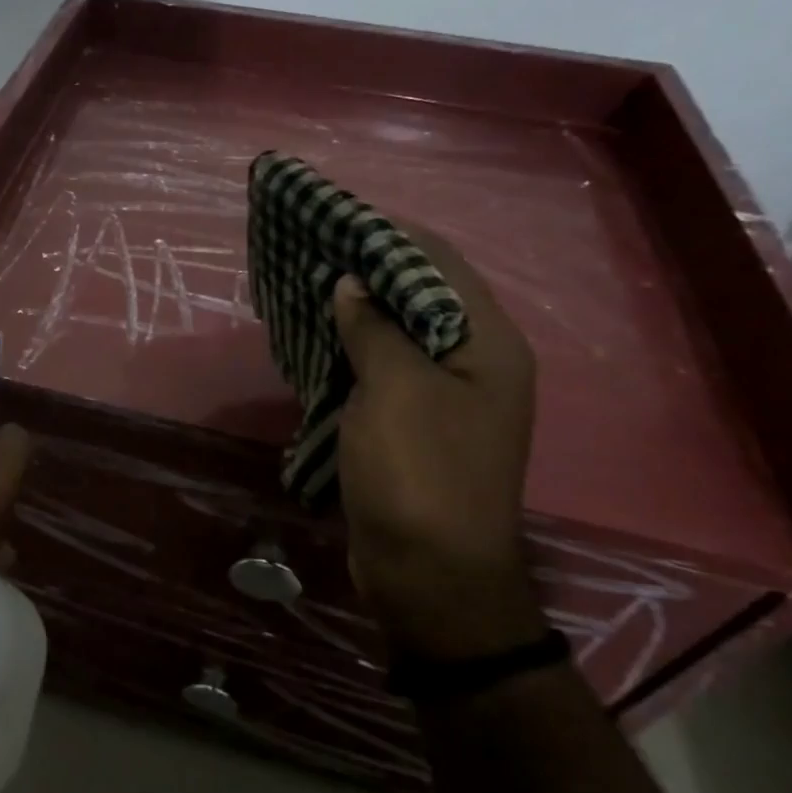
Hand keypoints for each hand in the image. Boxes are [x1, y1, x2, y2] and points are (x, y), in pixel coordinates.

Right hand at [334, 231, 547, 662]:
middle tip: (309, 248)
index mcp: (486, 344)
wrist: (430, 576)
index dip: (387, 235)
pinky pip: (383, 366)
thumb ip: (374, 328)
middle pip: (420, 294)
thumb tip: (351, 284)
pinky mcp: (416, 422)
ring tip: (305, 283)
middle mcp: (474, 361)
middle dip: (367, 268)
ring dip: (355, 308)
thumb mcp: (394, 390)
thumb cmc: (419, 474)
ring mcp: (445, 395)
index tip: (333, 216)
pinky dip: (351, 345)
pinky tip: (316, 335)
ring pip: (398, 330)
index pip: (438, 264)